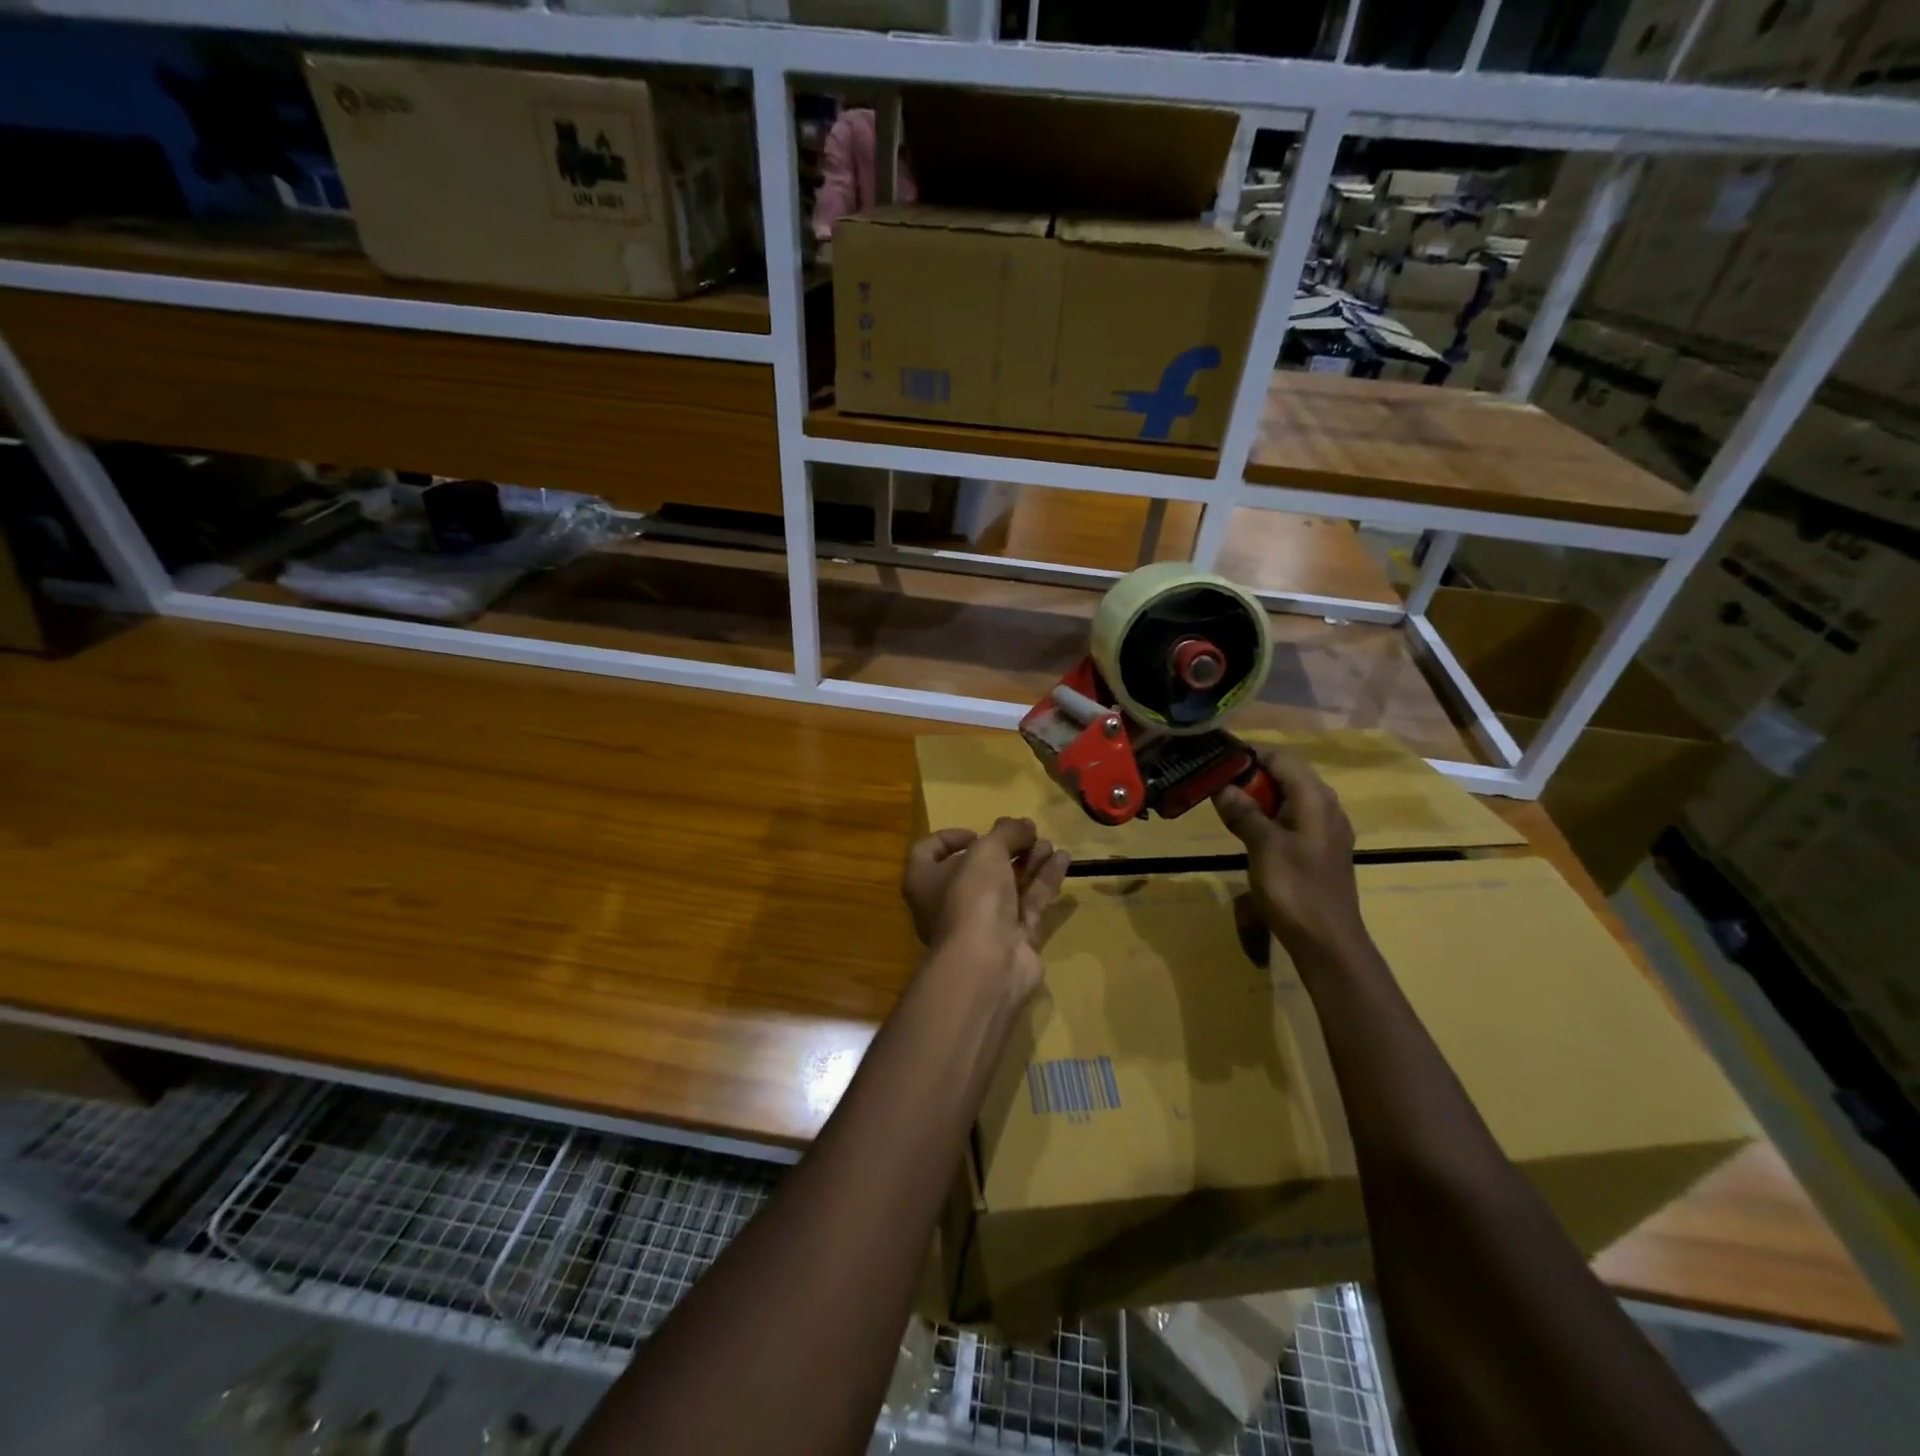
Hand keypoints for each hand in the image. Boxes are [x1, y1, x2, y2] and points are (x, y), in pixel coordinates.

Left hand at [901, 818, 1070, 1001]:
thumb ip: (1006, 832)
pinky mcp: (1012, 939)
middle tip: (1028, 833)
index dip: (951, 838)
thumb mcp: (987, 851)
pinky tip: (1064, 859)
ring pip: (1007, 885)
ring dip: (1028, 861)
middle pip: (977, 868)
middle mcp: (949, 902)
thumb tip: (1023, 825)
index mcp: (925, 880)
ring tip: (1049, 843)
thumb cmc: (971, 896)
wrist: (987, 964)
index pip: (929, 852)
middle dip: (1005, 848)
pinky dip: (1044, 880)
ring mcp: (982, 923)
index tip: (979, 833)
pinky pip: (1029, 903)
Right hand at [1213, 746, 1366, 963]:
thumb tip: (1223, 787)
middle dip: (1250, 774)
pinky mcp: (1319, 849)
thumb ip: (1244, 812)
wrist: (1328, 941)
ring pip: (1288, 797)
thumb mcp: (1263, 847)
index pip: (1281, 758)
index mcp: (1315, 799)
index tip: (1216, 756)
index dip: (1249, 753)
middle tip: (1214, 780)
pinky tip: (1247, 828)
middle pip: (1286, 774)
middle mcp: (1325, 807)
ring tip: (1224, 801)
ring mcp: (1325, 829)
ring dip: (1258, 795)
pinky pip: (1292, 818)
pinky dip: (1268, 814)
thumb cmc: (1295, 890)